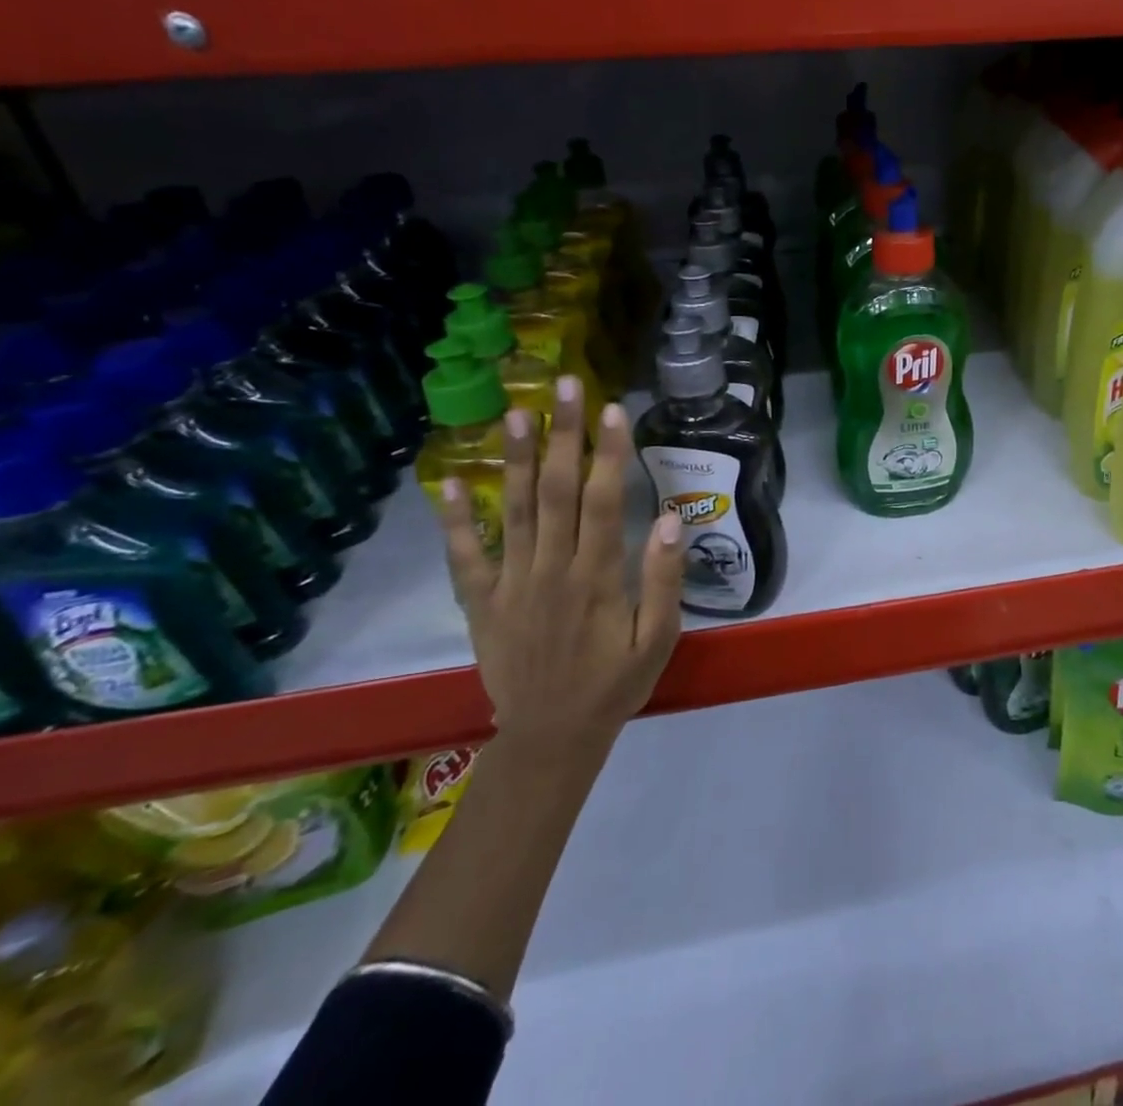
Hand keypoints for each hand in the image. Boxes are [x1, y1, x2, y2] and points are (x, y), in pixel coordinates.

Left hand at [438, 377, 684, 753]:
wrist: (552, 738)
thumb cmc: (615, 684)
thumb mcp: (659, 639)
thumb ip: (665, 579)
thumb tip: (674, 518)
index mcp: (597, 578)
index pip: (605, 501)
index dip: (609, 453)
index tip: (613, 409)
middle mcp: (551, 570)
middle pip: (555, 491)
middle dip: (561, 434)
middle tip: (562, 384)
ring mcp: (511, 584)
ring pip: (512, 511)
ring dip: (512, 459)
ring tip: (513, 412)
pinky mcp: (482, 603)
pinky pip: (464, 558)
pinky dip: (455, 521)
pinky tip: (448, 484)